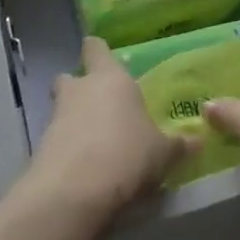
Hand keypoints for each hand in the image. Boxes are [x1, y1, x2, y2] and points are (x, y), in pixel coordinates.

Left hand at [20, 37, 195, 228]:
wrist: (75, 191)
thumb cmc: (127, 153)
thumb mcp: (162, 153)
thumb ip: (178, 145)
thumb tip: (198, 142)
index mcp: (110, 78)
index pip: (95, 48)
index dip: (98, 52)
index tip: (104, 59)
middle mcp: (80, 89)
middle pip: (70, 77)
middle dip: (79, 88)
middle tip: (99, 105)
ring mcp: (56, 117)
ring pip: (61, 109)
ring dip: (73, 121)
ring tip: (96, 144)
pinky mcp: (42, 147)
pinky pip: (56, 140)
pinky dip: (67, 150)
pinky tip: (84, 169)